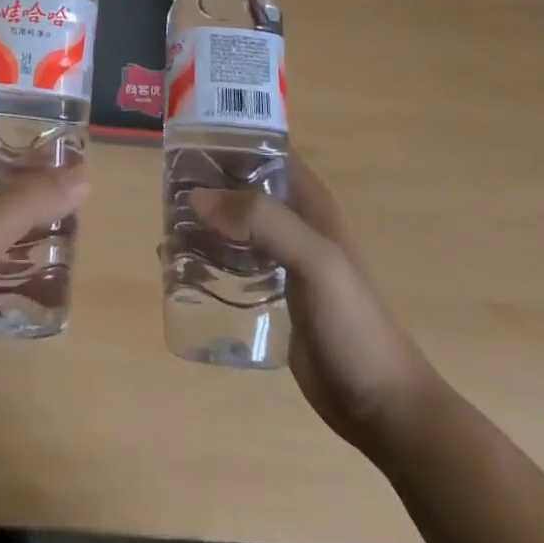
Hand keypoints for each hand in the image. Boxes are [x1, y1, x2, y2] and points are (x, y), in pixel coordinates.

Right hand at [193, 153, 436, 457]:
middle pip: (242, 185)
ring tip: (164, 224)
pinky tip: (177, 265)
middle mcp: (293, 221)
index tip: (186, 140)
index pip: (265, 149)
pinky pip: (231, 262)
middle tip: (164, 186)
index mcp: (309, 201)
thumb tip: (197, 197)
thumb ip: (262, 221)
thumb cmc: (352, 322)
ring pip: (233, 224)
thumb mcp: (314, 260)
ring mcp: (281, 258)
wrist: (379, 404)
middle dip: (206, 182)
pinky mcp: (270, 293)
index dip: (230, 138)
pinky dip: (205, 257)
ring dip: (202, 221)